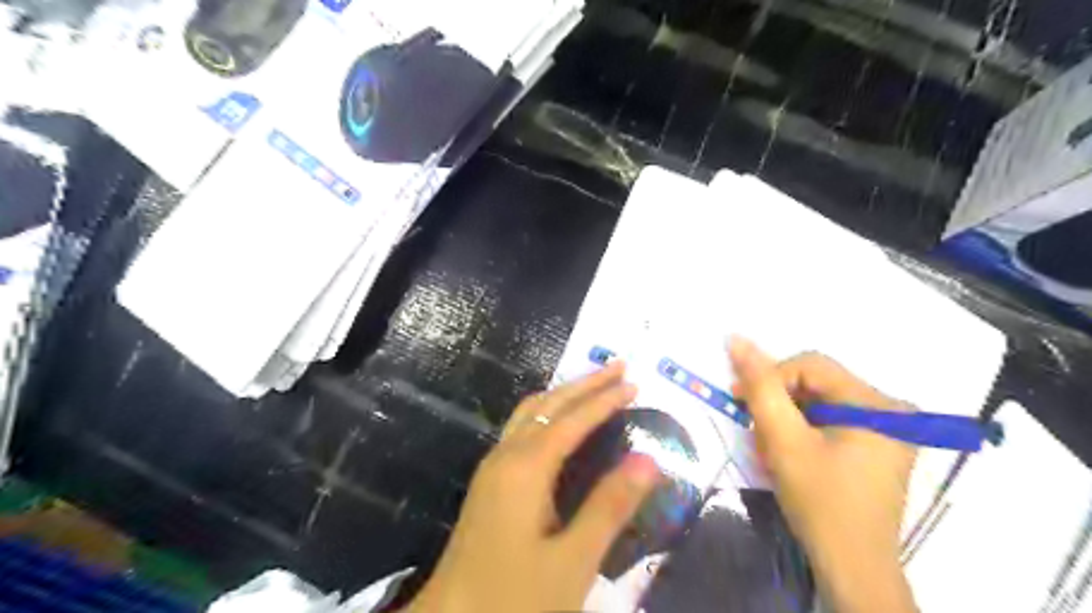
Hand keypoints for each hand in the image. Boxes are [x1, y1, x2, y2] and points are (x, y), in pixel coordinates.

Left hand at [408, 364, 659, 612]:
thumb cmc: (515, 598)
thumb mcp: (572, 560)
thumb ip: (609, 507)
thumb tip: (648, 459)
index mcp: (526, 468)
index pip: (572, 420)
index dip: (604, 399)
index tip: (634, 383)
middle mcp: (506, 456)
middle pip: (548, 405)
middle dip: (585, 384)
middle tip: (618, 366)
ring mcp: (492, 467)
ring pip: (530, 413)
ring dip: (564, 394)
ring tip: (592, 385)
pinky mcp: (489, 482)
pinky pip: (521, 429)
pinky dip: (546, 413)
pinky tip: (556, 424)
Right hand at [729, 337, 913, 609]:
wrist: (852, 567)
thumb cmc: (820, 501)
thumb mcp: (783, 440)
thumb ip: (760, 387)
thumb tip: (736, 338)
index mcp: (876, 403)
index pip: (810, 365)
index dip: (770, 378)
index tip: (739, 401)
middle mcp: (890, 409)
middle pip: (816, 383)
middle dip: (778, 403)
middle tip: (754, 429)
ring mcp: (887, 428)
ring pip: (819, 402)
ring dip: (786, 418)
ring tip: (769, 448)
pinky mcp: (877, 445)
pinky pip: (830, 420)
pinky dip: (802, 431)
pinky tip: (789, 453)